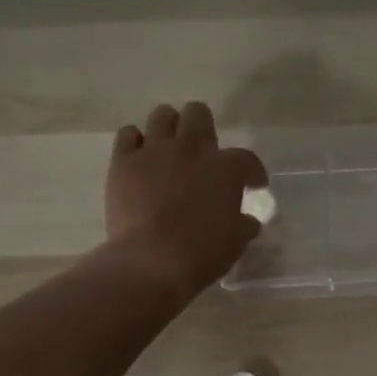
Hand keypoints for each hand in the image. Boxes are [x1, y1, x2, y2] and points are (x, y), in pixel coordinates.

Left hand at [106, 102, 267, 298]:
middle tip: (203, 149)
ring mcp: (154, 151)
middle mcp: (191, 149)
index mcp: (225, 168)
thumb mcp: (235, 241)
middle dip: (204, 126)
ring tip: (169, 147)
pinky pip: (128, 135)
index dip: (252, 171)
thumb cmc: (202, 253)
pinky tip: (139, 156)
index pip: (246, 158)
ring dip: (169, 127)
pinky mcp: (123, 162)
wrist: (151, 261)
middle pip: (198, 114)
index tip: (253, 184)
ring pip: (162, 115)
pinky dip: (135, 142)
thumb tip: (248, 222)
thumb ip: (243, 225)